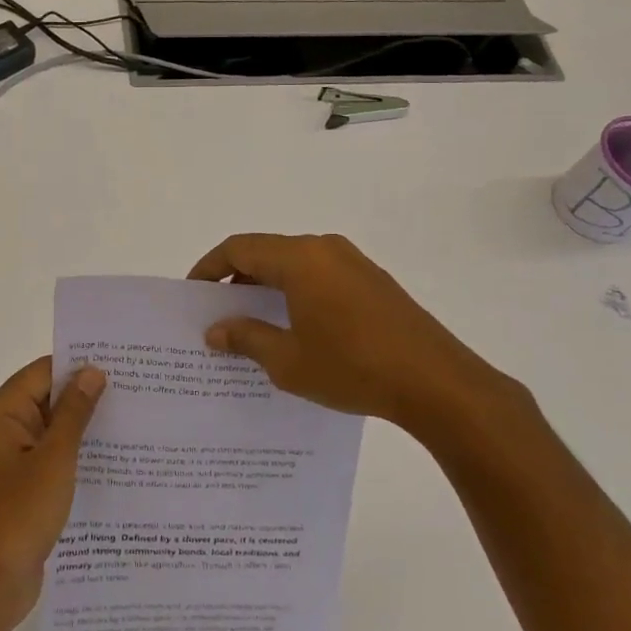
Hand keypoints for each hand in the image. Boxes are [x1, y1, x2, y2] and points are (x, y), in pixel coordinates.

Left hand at [0, 357, 105, 630]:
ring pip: (45, 433)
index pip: (40, 374)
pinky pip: (42, 461)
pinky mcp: (10, 490)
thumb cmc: (18, 516)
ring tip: (127, 426)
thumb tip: (92, 371)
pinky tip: (105, 465)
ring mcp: (0, 463)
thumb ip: (74, 413)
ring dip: (78, 432)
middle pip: (42, 401)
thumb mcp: (54, 460)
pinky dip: (68, 459)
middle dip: (83, 399)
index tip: (119, 366)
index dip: (78, 367)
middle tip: (132, 395)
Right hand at [188, 232, 534, 447]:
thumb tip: (216, 331)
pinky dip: (296, 291)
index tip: (193, 295)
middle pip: (266, 251)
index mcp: (300, 259)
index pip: (239, 248)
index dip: (209, 268)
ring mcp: (353, 262)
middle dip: (237, 278)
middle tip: (218, 313)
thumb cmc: (353, 367)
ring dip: (267, 285)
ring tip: (252, 322)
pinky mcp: (373, 281)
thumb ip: (246, 338)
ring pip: (295, 263)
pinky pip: (320, 275)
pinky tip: (295, 326)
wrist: (437, 382)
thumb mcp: (288, 360)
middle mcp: (324, 248)